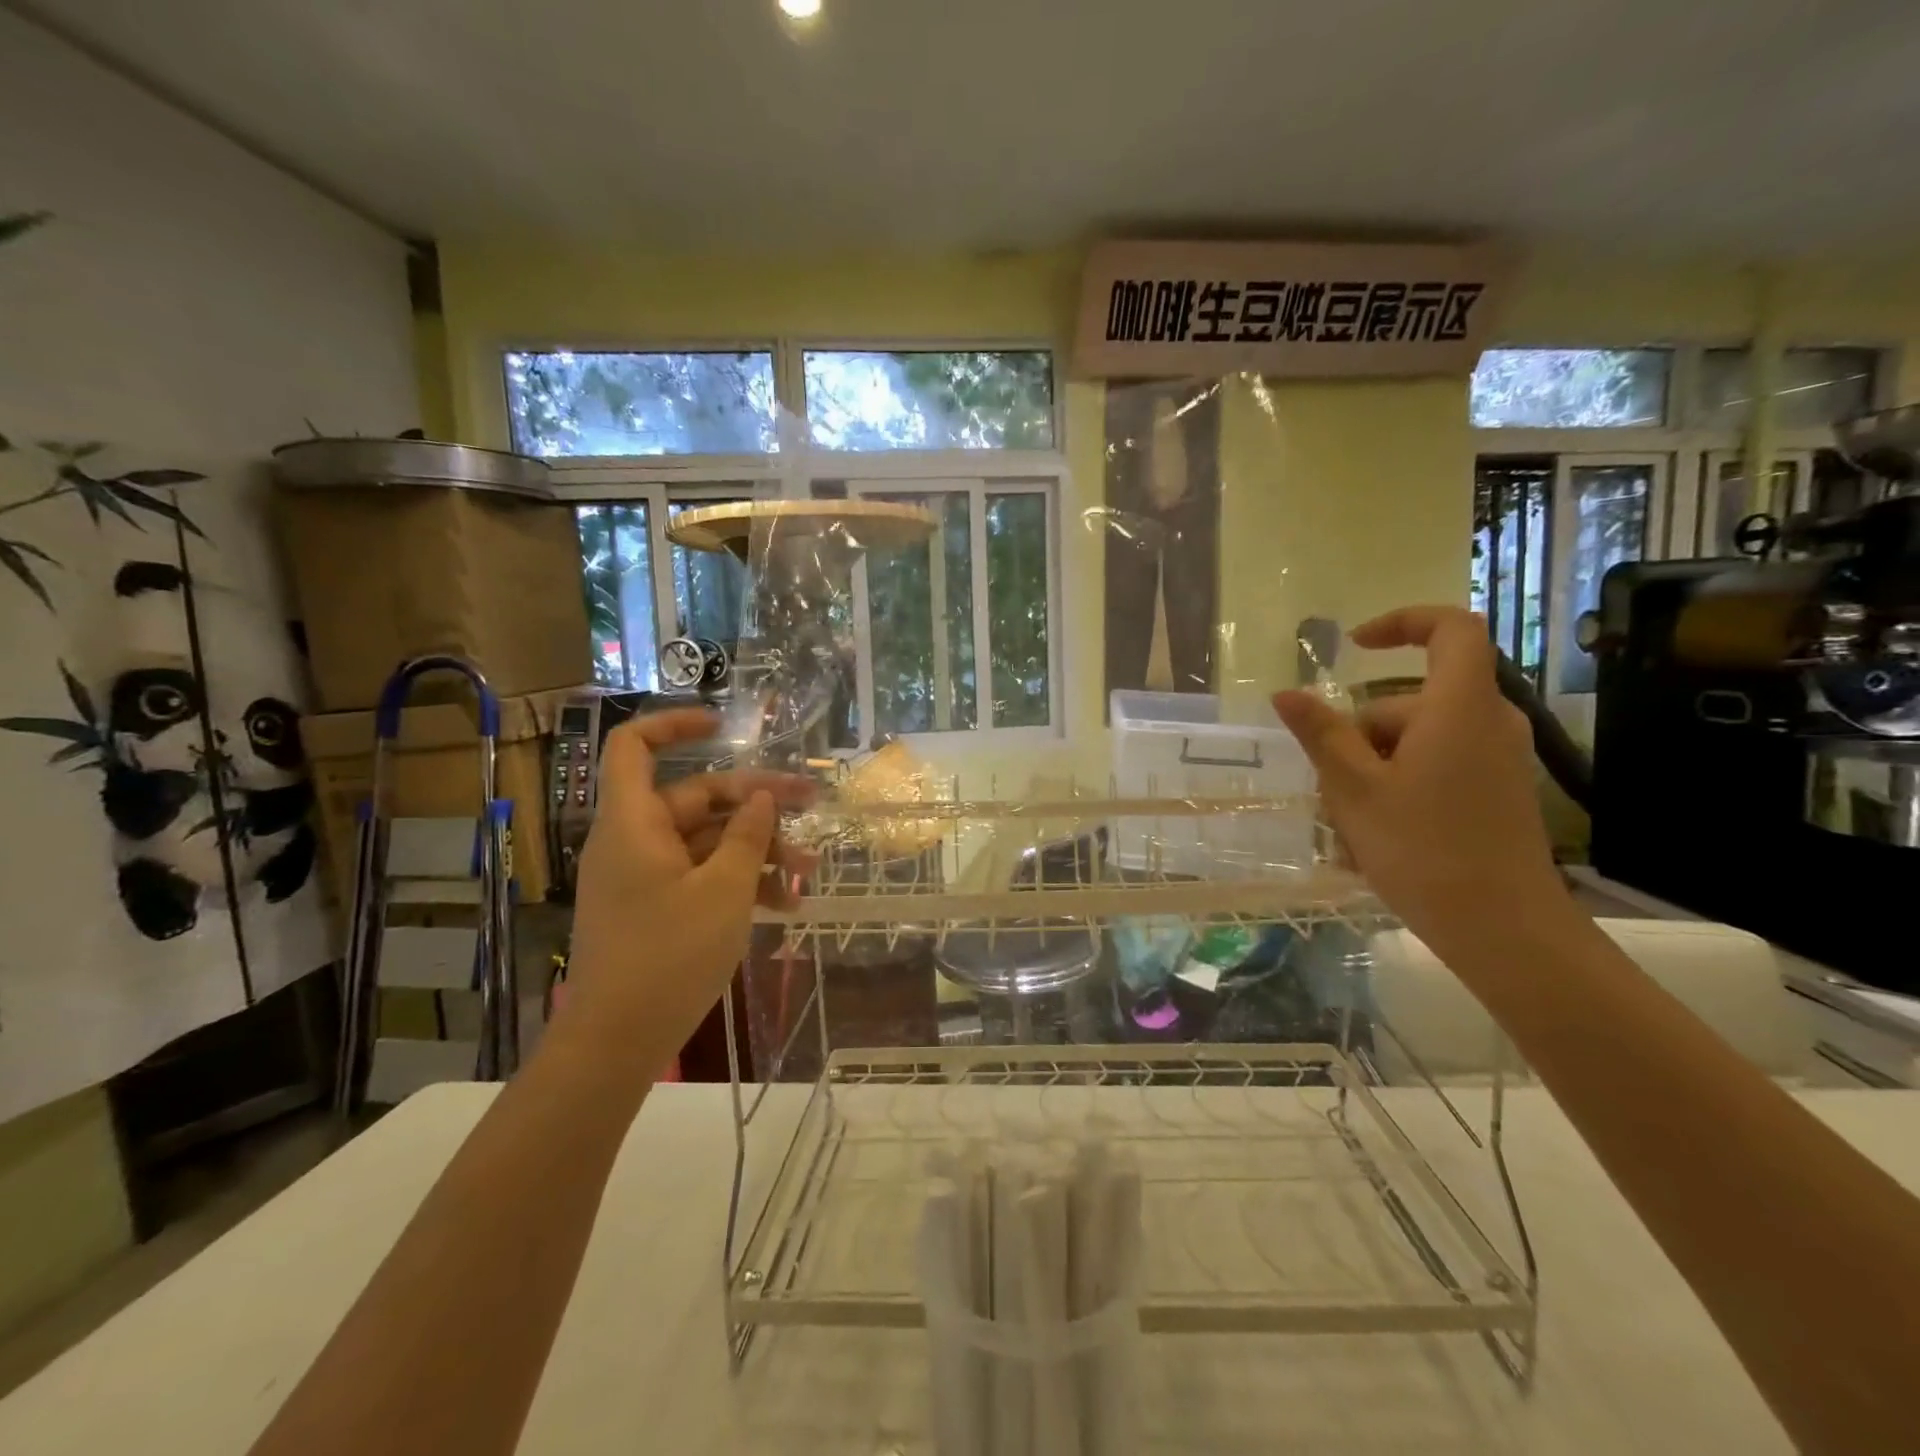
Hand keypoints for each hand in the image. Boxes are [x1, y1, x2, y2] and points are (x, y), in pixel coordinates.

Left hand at [554, 709, 815, 1078]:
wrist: (616, 1042)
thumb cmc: (668, 955)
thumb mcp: (723, 891)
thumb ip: (748, 837)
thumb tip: (762, 798)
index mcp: (634, 822)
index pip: (635, 746)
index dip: (675, 725)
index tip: (725, 726)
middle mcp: (634, 840)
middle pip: (695, 796)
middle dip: (755, 804)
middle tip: (809, 807)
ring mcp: (644, 876)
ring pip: (706, 841)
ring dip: (757, 850)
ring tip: (807, 871)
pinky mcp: (655, 907)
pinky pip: (700, 875)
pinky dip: (739, 881)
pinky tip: (783, 904)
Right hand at [1272, 605, 1566, 966]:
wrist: (1503, 929)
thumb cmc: (1423, 848)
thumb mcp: (1354, 788)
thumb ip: (1321, 734)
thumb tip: (1287, 693)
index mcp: (1459, 707)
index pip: (1450, 629)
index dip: (1403, 623)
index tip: (1355, 646)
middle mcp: (1488, 722)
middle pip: (1411, 700)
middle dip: (1362, 734)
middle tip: (1331, 788)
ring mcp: (1497, 759)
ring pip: (1417, 740)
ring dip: (1375, 768)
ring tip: (1349, 824)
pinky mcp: (1497, 791)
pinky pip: (1437, 767)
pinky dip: (1400, 786)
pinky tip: (1377, 835)